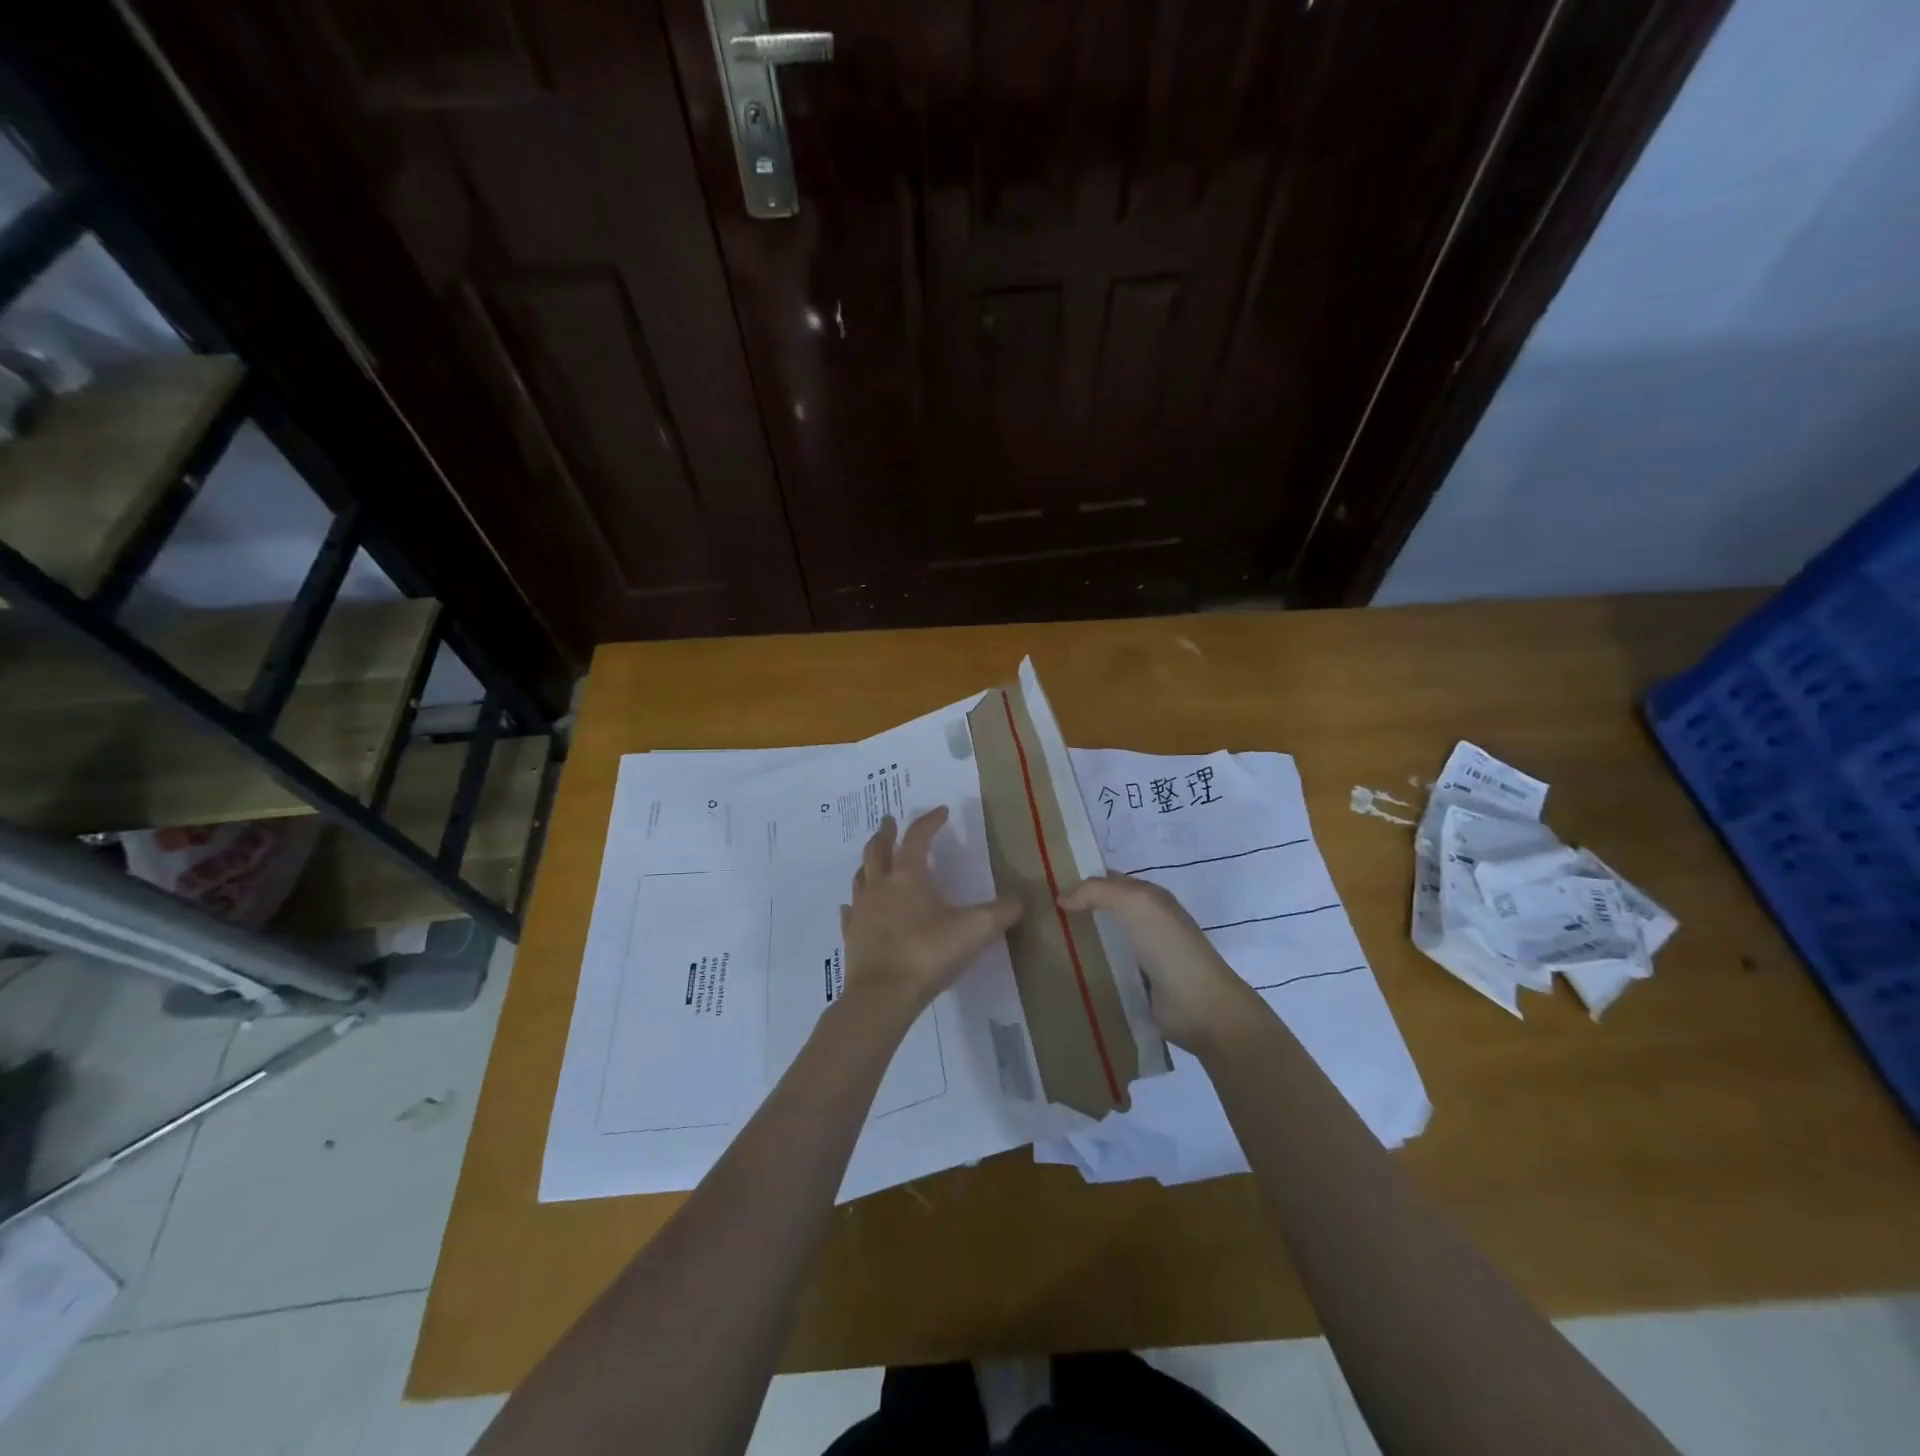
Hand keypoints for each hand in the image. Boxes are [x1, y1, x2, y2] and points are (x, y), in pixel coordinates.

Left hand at [840, 808, 1022, 1019]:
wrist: (883, 996)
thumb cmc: (928, 954)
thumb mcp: (975, 931)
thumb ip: (1001, 913)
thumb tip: (1022, 899)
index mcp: (908, 877)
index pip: (918, 838)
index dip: (930, 822)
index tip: (941, 811)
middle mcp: (880, 887)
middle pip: (877, 850)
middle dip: (886, 833)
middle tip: (888, 821)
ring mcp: (861, 912)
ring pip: (860, 877)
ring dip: (868, 864)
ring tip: (873, 859)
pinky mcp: (852, 937)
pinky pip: (850, 913)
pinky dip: (854, 904)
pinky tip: (853, 907)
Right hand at [1058, 873, 1260, 1051]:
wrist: (1200, 1007)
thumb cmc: (1169, 947)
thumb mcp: (1136, 904)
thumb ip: (1098, 892)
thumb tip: (1061, 897)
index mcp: (1150, 898)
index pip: (1108, 881)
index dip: (1080, 880)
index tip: (1043, 886)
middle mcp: (1146, 923)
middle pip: (1102, 911)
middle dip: (1074, 911)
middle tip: (1034, 916)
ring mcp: (1141, 956)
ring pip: (1100, 941)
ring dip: (1076, 942)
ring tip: (1039, 944)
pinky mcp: (1135, 987)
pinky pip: (1103, 970)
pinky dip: (1084, 969)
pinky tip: (1060, 971)